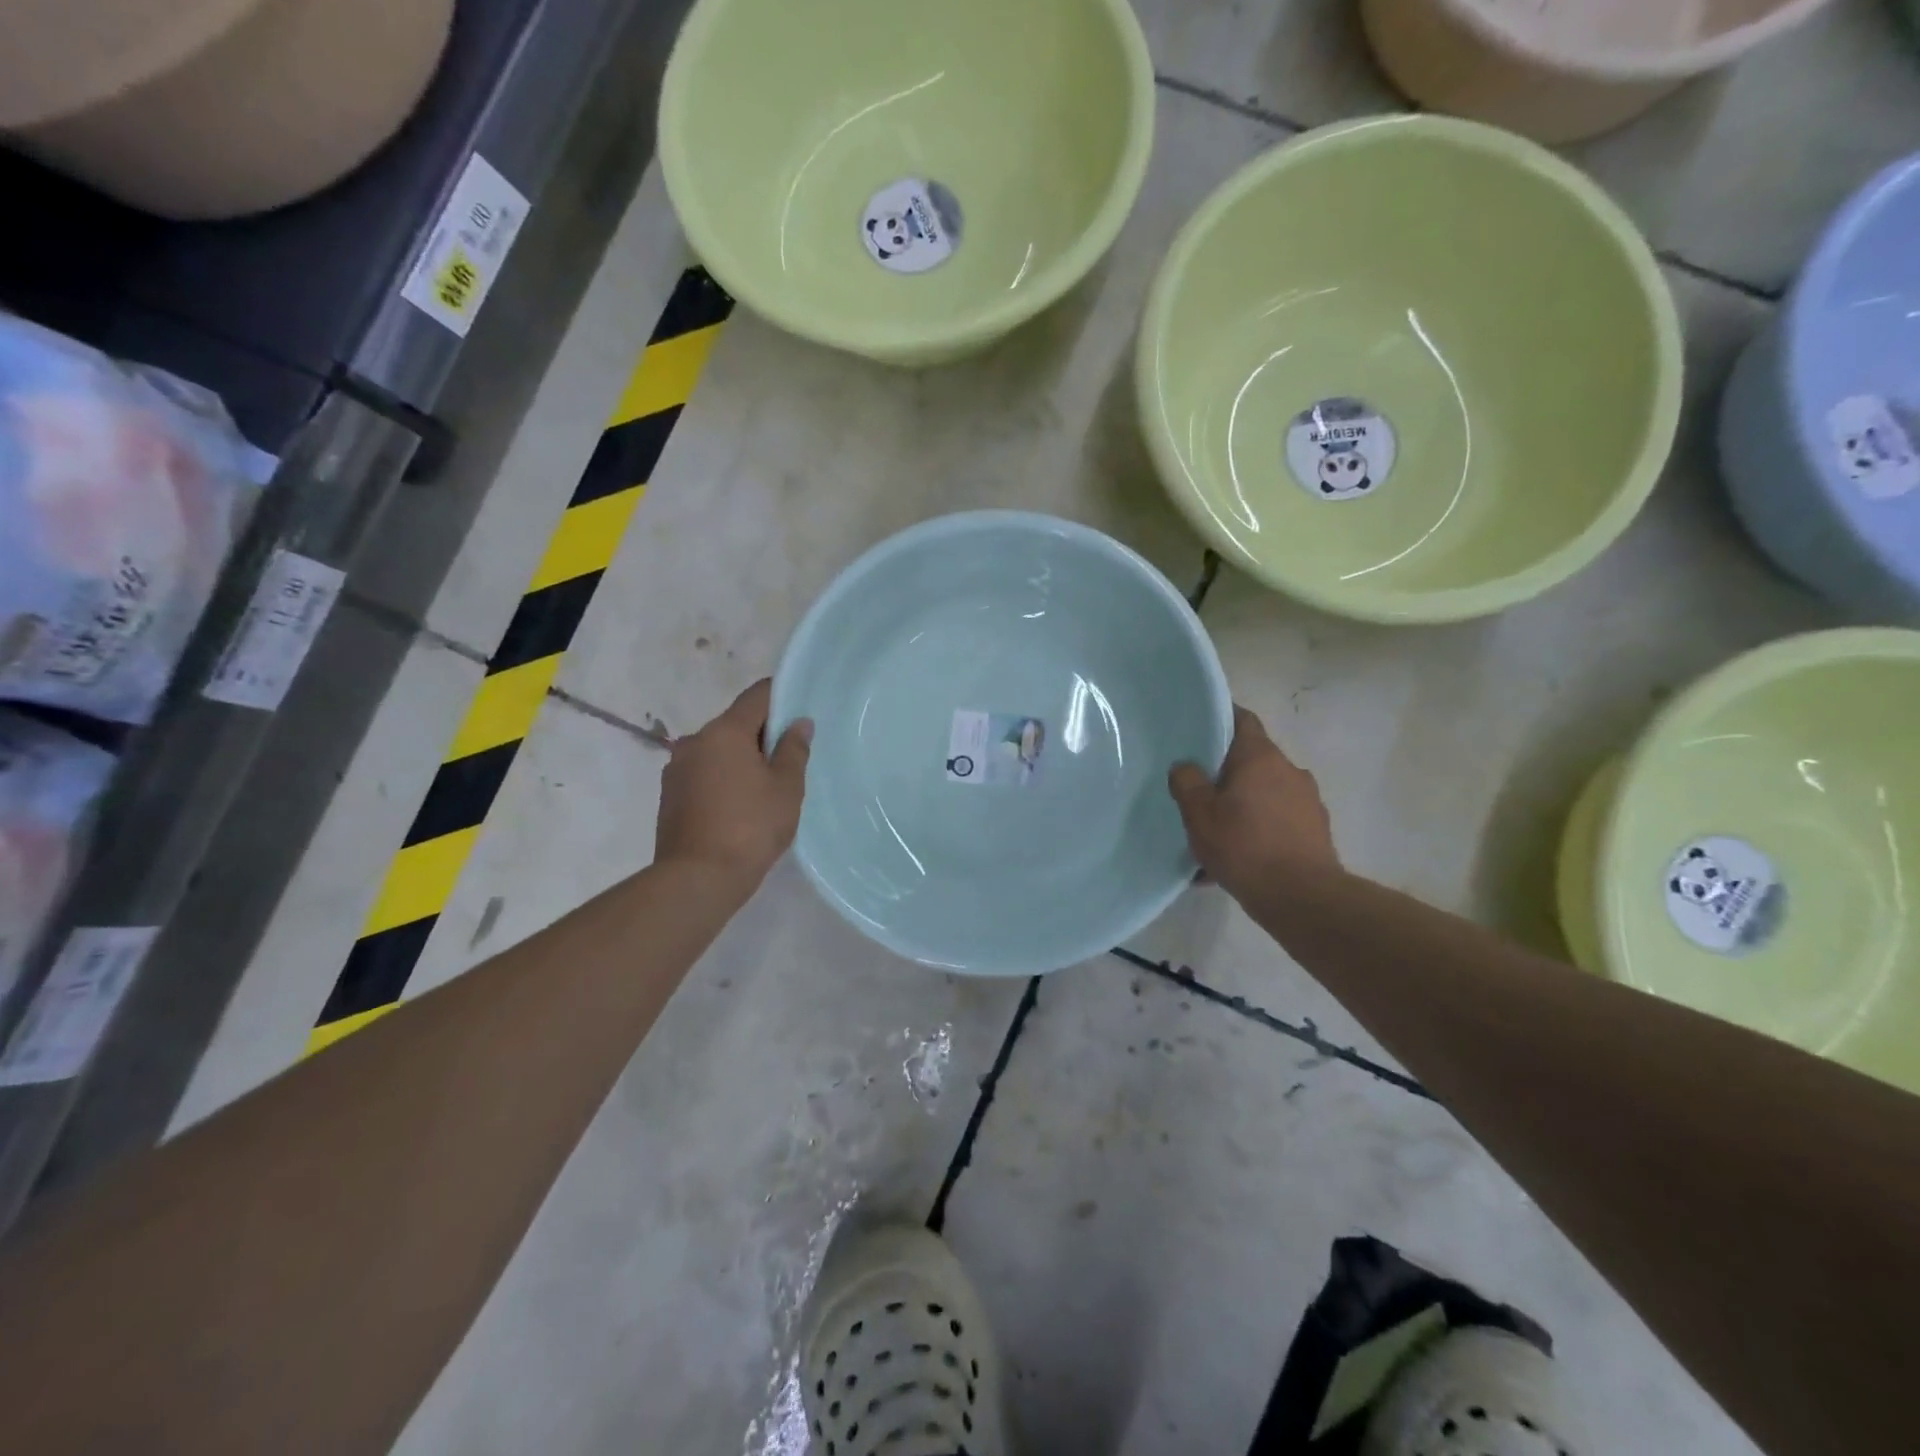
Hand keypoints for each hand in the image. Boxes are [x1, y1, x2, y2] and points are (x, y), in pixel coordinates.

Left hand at [655, 679, 810, 891]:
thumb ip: (794, 749)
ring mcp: (677, 768)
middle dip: (762, 735)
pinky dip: (723, 779)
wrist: (697, 879)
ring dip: (741, 759)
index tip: (801, 712)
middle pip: (736, 723)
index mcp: (724, 731)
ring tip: (765, 788)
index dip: (782, 697)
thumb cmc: (750, 827)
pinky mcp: (669, 795)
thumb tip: (798, 722)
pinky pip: (704, 773)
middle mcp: (695, 741)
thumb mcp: (786, 787)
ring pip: (718, 750)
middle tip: (789, 760)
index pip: (757, 696)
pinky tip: (739, 806)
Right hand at [1168, 705, 1337, 896]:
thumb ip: (1187, 782)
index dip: (1220, 718)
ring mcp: (1307, 801)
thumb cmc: (1244, 846)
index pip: (1242, 720)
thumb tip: (1185, 767)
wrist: (1302, 897)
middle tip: (1198, 789)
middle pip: (1251, 760)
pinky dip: (1256, 831)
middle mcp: (1289, 770)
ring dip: (1241, 806)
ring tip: (1215, 833)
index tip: (1198, 726)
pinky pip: (1276, 822)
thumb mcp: (1199, 814)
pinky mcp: (1314, 830)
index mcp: (1260, 757)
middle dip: (1225, 773)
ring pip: (1263, 794)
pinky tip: (1235, 860)